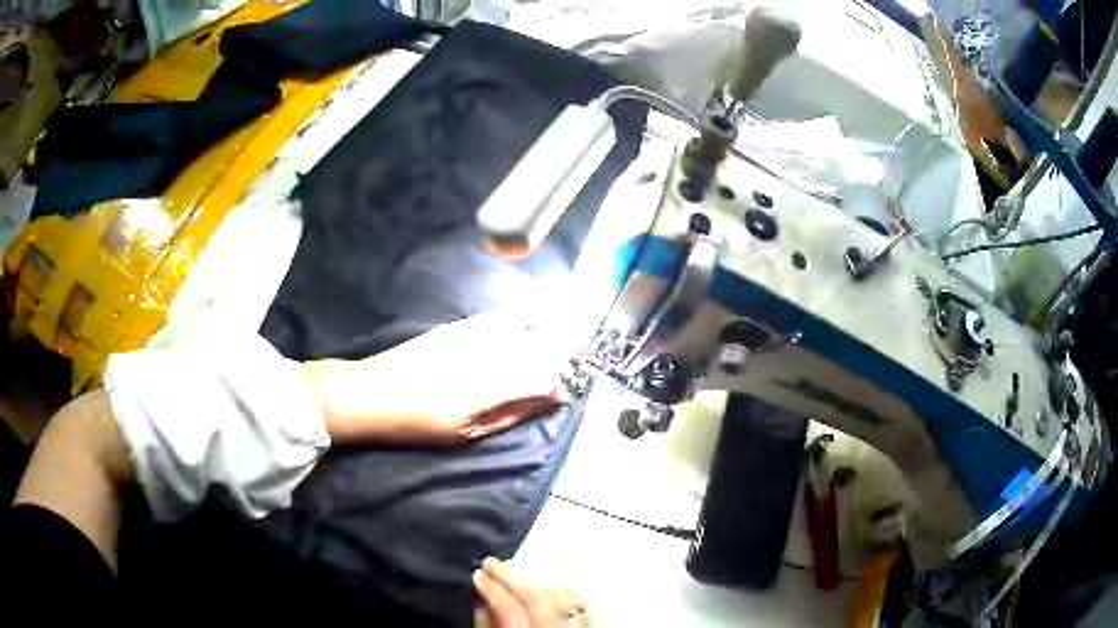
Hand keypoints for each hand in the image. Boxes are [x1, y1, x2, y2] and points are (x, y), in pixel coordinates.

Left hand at [304, 314, 569, 444]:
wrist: (372, 394)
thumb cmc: (419, 423)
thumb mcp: (467, 431)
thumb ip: (509, 414)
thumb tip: (544, 402)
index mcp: (488, 386)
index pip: (539, 378)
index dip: (556, 386)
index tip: (562, 397)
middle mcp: (483, 354)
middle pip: (534, 348)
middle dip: (553, 360)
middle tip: (555, 376)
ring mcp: (469, 335)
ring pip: (518, 329)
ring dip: (536, 340)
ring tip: (542, 353)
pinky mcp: (455, 327)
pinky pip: (495, 320)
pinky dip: (513, 326)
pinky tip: (516, 334)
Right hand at [474, 558, 590, 626]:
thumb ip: (488, 624)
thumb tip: (482, 601)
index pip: (510, 607)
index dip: (491, 588)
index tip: (478, 574)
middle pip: (540, 595)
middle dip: (513, 575)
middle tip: (491, 563)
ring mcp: (578, 627)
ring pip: (565, 595)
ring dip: (540, 578)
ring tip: (519, 570)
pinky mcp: (589, 625)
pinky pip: (581, 603)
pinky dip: (564, 590)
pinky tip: (550, 583)